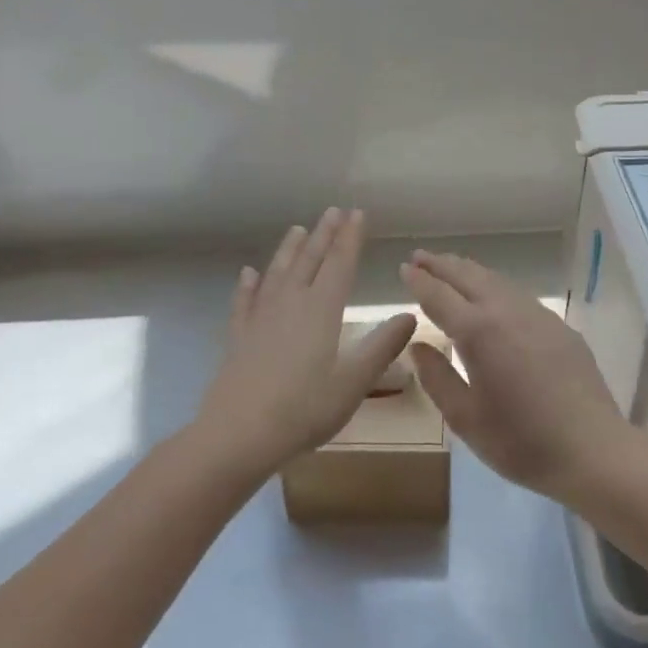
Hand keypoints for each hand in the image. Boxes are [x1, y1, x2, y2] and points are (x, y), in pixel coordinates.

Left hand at [196, 209, 415, 472]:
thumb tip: (410, 316)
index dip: (350, 237)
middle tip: (333, 211)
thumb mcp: (354, 382)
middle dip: (324, 234)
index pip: (340, 263)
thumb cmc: (303, 409)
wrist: (237, 436)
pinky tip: (248, 274)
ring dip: (290, 250)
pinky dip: (248, 285)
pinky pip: (245, 302)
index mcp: (322, 310)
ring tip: (298, 229)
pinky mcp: (240, 338)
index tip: (357, 213)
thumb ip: (382, 347)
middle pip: (310, 260)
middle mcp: (291, 303)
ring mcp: (261, 319)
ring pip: (278, 273)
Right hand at [399, 251, 631, 501]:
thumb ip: (437, 378)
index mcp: (478, 331)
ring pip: (495, 280)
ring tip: (450, 266)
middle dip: (441, 264)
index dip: (419, 281)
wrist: (592, 448)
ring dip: (468, 270)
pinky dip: (494, 284)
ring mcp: (537, 314)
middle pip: (468, 276)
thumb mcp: (466, 419)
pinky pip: (517, 293)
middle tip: (419, 256)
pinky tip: (492, 293)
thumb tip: (418, 346)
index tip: (404, 268)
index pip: (440, 296)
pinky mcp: (558, 325)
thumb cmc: (521, 441)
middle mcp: (506, 311)